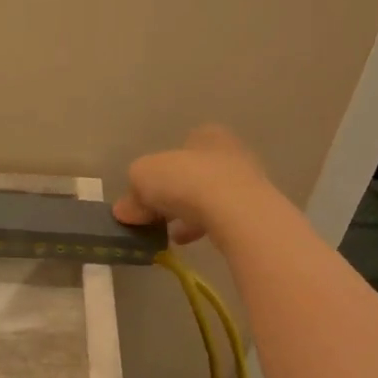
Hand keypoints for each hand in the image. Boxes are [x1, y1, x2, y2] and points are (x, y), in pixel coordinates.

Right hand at [113, 125, 274, 245]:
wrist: (234, 210)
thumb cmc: (186, 179)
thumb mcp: (142, 178)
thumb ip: (131, 193)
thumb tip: (124, 210)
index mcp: (206, 135)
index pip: (180, 148)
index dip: (161, 170)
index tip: (147, 193)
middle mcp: (231, 152)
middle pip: (193, 174)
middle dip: (173, 195)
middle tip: (154, 215)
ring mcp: (247, 183)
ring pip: (208, 198)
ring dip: (187, 214)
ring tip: (168, 234)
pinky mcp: (253, 211)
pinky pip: (220, 219)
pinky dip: (201, 228)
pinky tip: (186, 242)